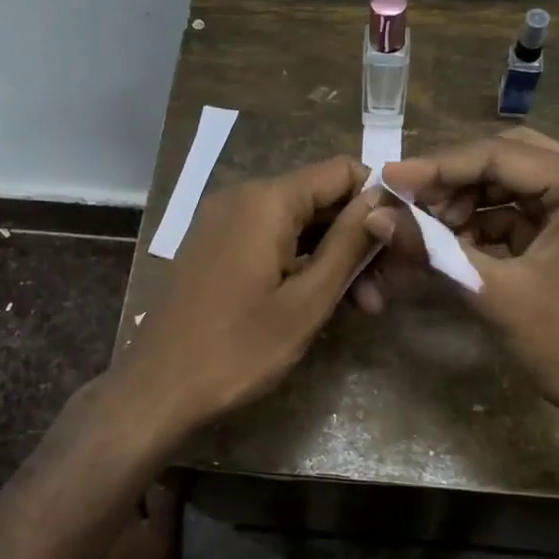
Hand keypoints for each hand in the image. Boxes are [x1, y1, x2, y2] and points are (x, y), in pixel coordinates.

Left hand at [117, 155, 379, 432]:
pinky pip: (270, 239)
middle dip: (357, 237)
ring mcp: (224, 221)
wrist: (158, 387)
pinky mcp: (215, 246)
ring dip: (333, 256)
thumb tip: (383, 200)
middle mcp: (243, 196)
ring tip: (363, 306)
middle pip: (319, 198)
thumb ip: (348, 244)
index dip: (377, 199)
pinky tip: (322, 301)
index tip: (400, 241)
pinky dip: (301, 263)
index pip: (341, 171)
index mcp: (267, 200)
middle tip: (386, 288)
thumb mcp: (307, 300)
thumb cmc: (239, 347)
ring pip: (297, 223)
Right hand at [368, 129, 558, 420]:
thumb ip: (433, 248)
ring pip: (518, 188)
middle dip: (455, 181)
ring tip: (427, 228)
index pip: (500, 155)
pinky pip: (529, 217)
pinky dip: (491, 228)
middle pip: (511, 161)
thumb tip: (374, 216)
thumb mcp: (497, 292)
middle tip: (408, 200)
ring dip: (471, 204)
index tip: (388, 179)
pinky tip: (456, 246)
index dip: (438, 167)